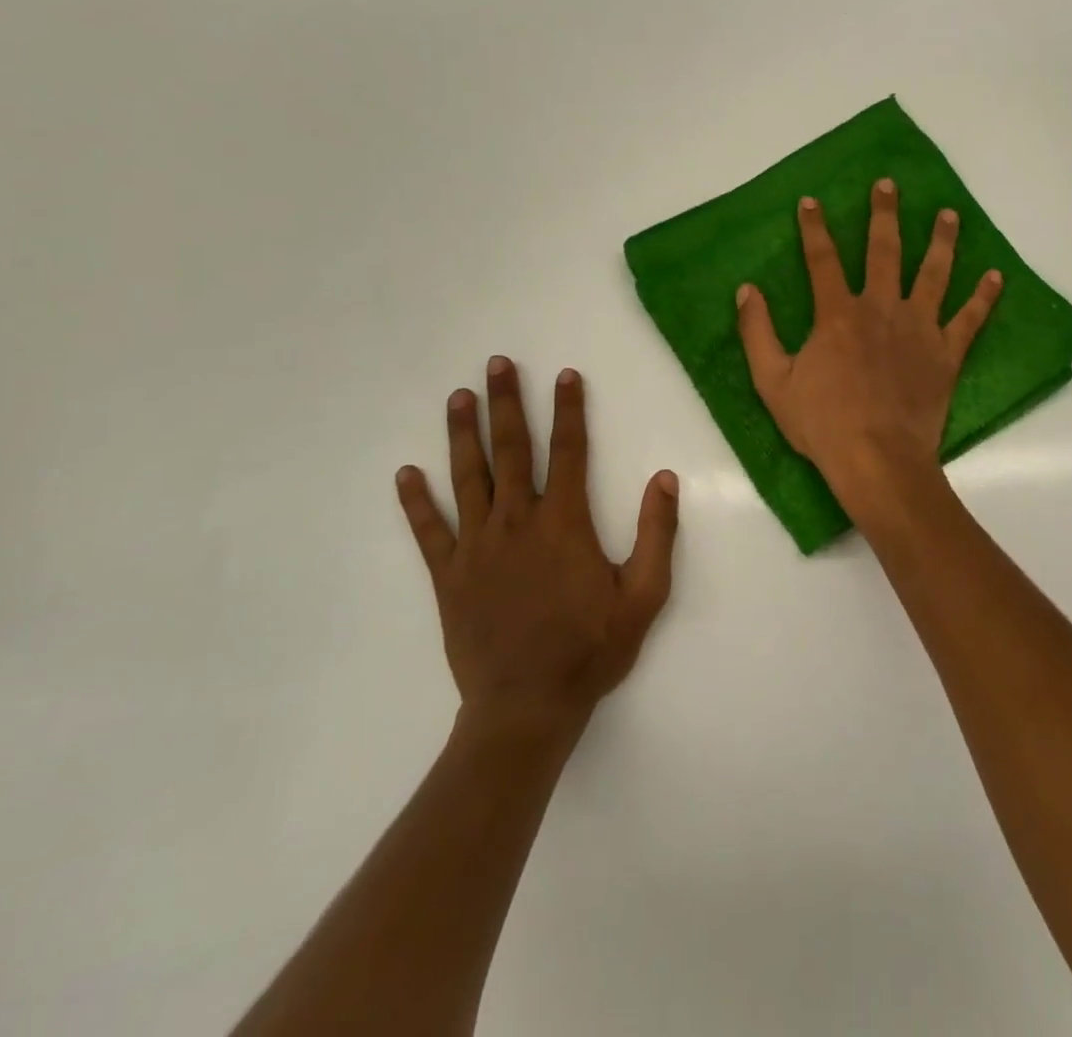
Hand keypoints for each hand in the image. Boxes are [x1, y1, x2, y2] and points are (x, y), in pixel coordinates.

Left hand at [395, 357, 678, 736]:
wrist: (527, 707)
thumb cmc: (591, 649)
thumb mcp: (644, 595)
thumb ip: (657, 534)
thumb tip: (665, 478)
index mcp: (564, 523)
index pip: (568, 451)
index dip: (569, 410)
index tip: (565, 375)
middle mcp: (517, 522)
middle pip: (511, 450)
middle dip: (506, 403)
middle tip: (497, 364)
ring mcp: (477, 547)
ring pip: (468, 478)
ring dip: (463, 434)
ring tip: (459, 397)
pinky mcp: (448, 576)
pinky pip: (428, 531)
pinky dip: (416, 501)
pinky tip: (406, 474)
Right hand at [736, 179, 1001, 505]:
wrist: (877, 459)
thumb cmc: (822, 423)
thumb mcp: (772, 381)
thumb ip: (757, 332)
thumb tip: (747, 290)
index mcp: (838, 314)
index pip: (822, 259)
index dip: (814, 228)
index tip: (811, 201)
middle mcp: (881, 309)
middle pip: (885, 251)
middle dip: (884, 215)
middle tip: (889, 185)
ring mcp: (919, 329)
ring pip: (934, 273)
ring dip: (942, 241)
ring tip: (950, 214)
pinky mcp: (946, 353)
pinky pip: (970, 320)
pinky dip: (984, 298)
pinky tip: (996, 277)